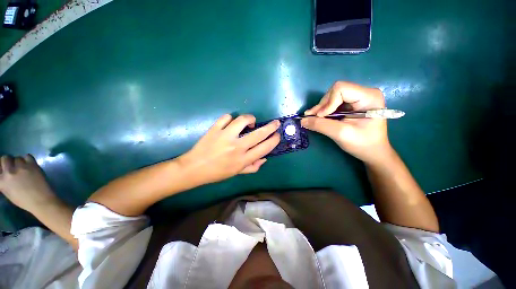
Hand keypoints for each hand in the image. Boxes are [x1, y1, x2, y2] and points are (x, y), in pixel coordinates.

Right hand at [0, 154, 57, 211]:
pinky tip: (30, 165)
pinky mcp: (32, 165)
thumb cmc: (24, 200)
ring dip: (20, 162)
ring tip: (23, 168)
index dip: (2, 167)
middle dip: (9, 161)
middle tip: (14, 167)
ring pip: (17, 157)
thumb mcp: (8, 191)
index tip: (4, 169)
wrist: (41, 201)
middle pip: (5, 158)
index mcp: (1, 181)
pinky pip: (28, 156)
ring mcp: (20, 167)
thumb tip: (3, 173)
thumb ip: (4, 181)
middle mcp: (9, 172)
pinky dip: (28, 159)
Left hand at [179, 114, 280, 184]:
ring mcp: (225, 136)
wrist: (194, 168)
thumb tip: (264, 158)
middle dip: (271, 127)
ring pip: (242, 121)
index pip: (264, 148)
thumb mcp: (237, 173)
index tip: (277, 135)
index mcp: (243, 160)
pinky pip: (226, 118)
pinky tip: (231, 122)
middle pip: (259, 134)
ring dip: (250, 118)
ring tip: (251, 121)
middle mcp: (236, 147)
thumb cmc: (217, 173)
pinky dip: (231, 118)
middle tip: (275, 123)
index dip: (274, 140)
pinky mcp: (215, 129)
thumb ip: (252, 167)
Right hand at [301, 81, 391, 164]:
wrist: (373, 152)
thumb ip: (320, 125)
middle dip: (322, 106)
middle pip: (335, 92)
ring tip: (314, 119)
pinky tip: (319, 118)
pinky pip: (333, 103)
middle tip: (313, 119)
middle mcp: (364, 93)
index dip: (328, 102)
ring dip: (321, 109)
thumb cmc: (362, 144)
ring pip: (332, 97)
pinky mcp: (352, 104)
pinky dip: (324, 111)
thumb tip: (302, 120)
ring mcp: (358, 98)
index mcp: (368, 96)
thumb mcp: (341, 134)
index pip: (340, 89)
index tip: (321, 117)